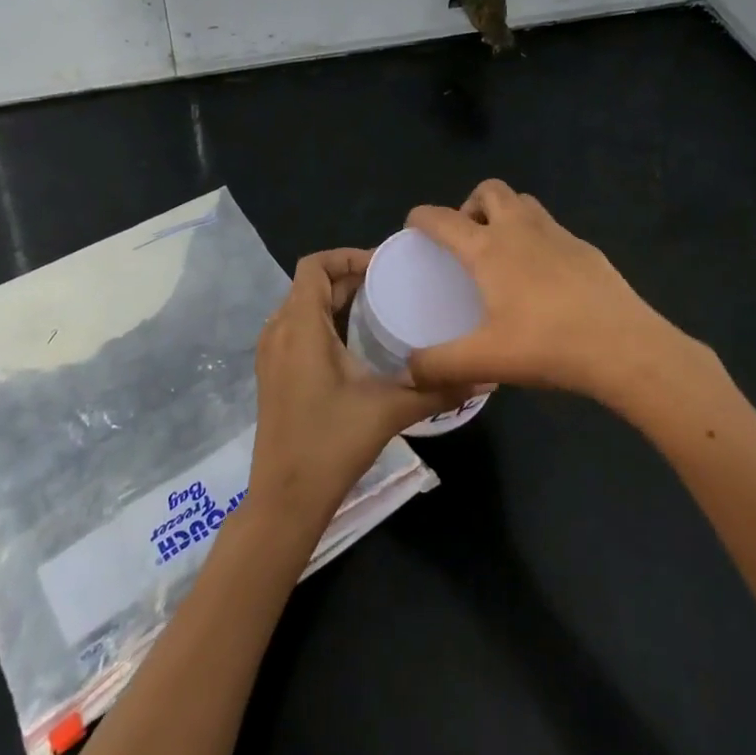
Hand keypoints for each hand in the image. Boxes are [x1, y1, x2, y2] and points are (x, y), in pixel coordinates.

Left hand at [248, 249, 459, 529]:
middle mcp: (278, 331)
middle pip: (310, 284)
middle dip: (349, 278)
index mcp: (300, 325)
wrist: (285, 498)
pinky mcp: (272, 374)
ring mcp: (270, 354)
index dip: (347, 256)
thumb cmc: (331, 443)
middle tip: (392, 286)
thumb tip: (485, 377)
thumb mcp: (389, 410)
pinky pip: (296, 329)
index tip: (384, 267)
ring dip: (335, 300)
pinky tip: (355, 344)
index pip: (314, 265)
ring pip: (302, 306)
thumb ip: (437, 389)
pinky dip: (323, 322)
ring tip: (378, 308)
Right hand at [405, 180, 696, 399]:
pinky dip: (537, 239)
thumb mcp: (485, 360)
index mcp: (488, 249)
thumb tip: (407, 372)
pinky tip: (543, 279)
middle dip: (471, 205)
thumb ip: (439, 365)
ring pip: (524, 203)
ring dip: (506, 215)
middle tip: (467, 240)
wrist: (625, 348)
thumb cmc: (547, 345)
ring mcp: (559, 235)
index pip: (443, 218)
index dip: (421, 217)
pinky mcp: (587, 250)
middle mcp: (521, 230)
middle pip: (490, 190)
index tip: (414, 227)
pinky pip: (552, 229)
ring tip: (502, 254)